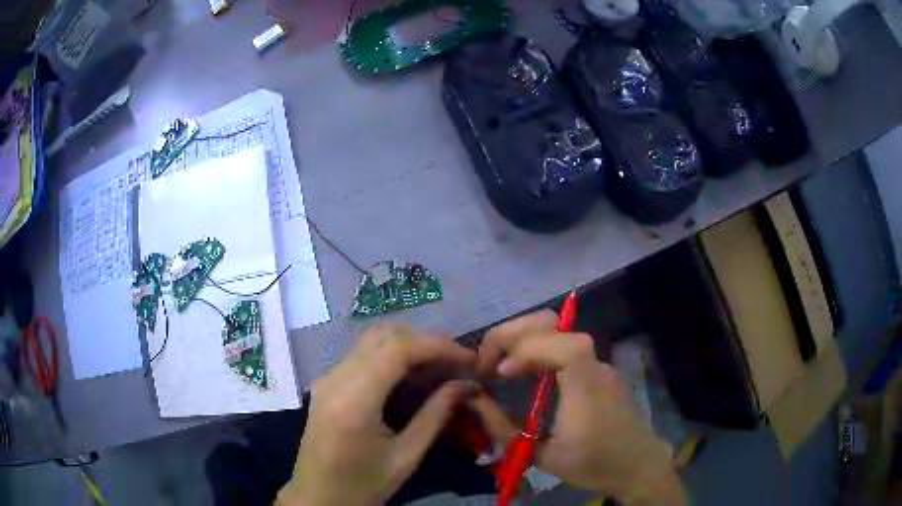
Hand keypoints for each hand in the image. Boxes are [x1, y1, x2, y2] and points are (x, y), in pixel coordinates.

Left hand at [277, 323, 476, 505]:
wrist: (318, 496)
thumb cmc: (362, 485)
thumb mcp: (406, 456)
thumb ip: (436, 416)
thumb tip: (466, 385)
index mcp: (354, 400)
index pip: (398, 348)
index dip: (437, 346)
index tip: (468, 359)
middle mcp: (335, 379)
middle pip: (384, 335)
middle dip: (425, 342)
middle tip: (457, 362)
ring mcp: (327, 378)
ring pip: (372, 341)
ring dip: (409, 346)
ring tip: (440, 367)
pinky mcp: (327, 383)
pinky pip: (362, 356)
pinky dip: (392, 357)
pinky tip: (412, 377)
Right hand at [470, 311, 685, 504]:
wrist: (637, 464)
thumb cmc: (593, 464)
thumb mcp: (544, 457)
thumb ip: (505, 430)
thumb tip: (474, 402)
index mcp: (585, 387)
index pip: (562, 345)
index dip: (526, 349)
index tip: (498, 374)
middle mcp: (593, 366)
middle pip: (554, 323)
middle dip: (512, 333)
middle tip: (486, 361)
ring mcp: (596, 363)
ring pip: (556, 329)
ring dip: (521, 338)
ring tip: (497, 364)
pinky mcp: (595, 368)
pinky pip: (562, 344)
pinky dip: (534, 347)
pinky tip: (521, 370)